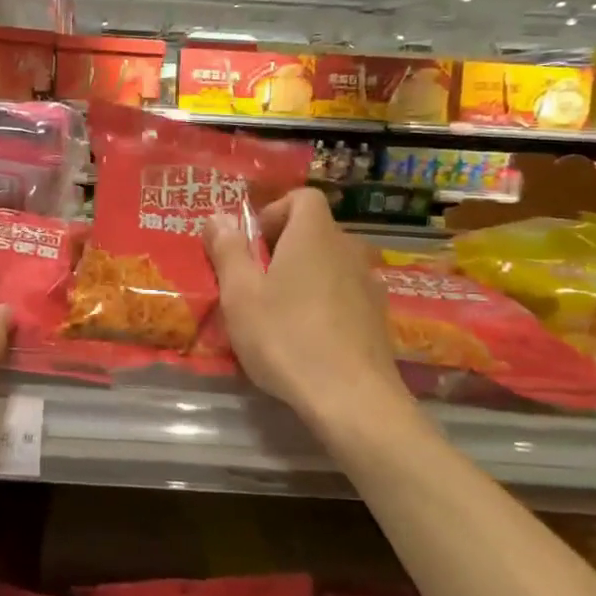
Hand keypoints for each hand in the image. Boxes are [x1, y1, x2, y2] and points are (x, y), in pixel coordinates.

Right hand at [203, 188, 410, 432]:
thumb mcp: (241, 295)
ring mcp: (369, 283)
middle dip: (284, 247)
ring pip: (331, 264)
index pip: (303, 197)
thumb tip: (218, 216)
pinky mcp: (378, 317)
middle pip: (315, 231)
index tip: (252, 243)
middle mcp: (347, 250)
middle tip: (255, 282)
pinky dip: (325, 302)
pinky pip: (345, 293)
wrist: (352, 398)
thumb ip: (228, 251)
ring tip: (280, 313)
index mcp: (313, 236)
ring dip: (305, 276)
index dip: (274, 211)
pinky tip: (309, 337)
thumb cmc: (286, 338)